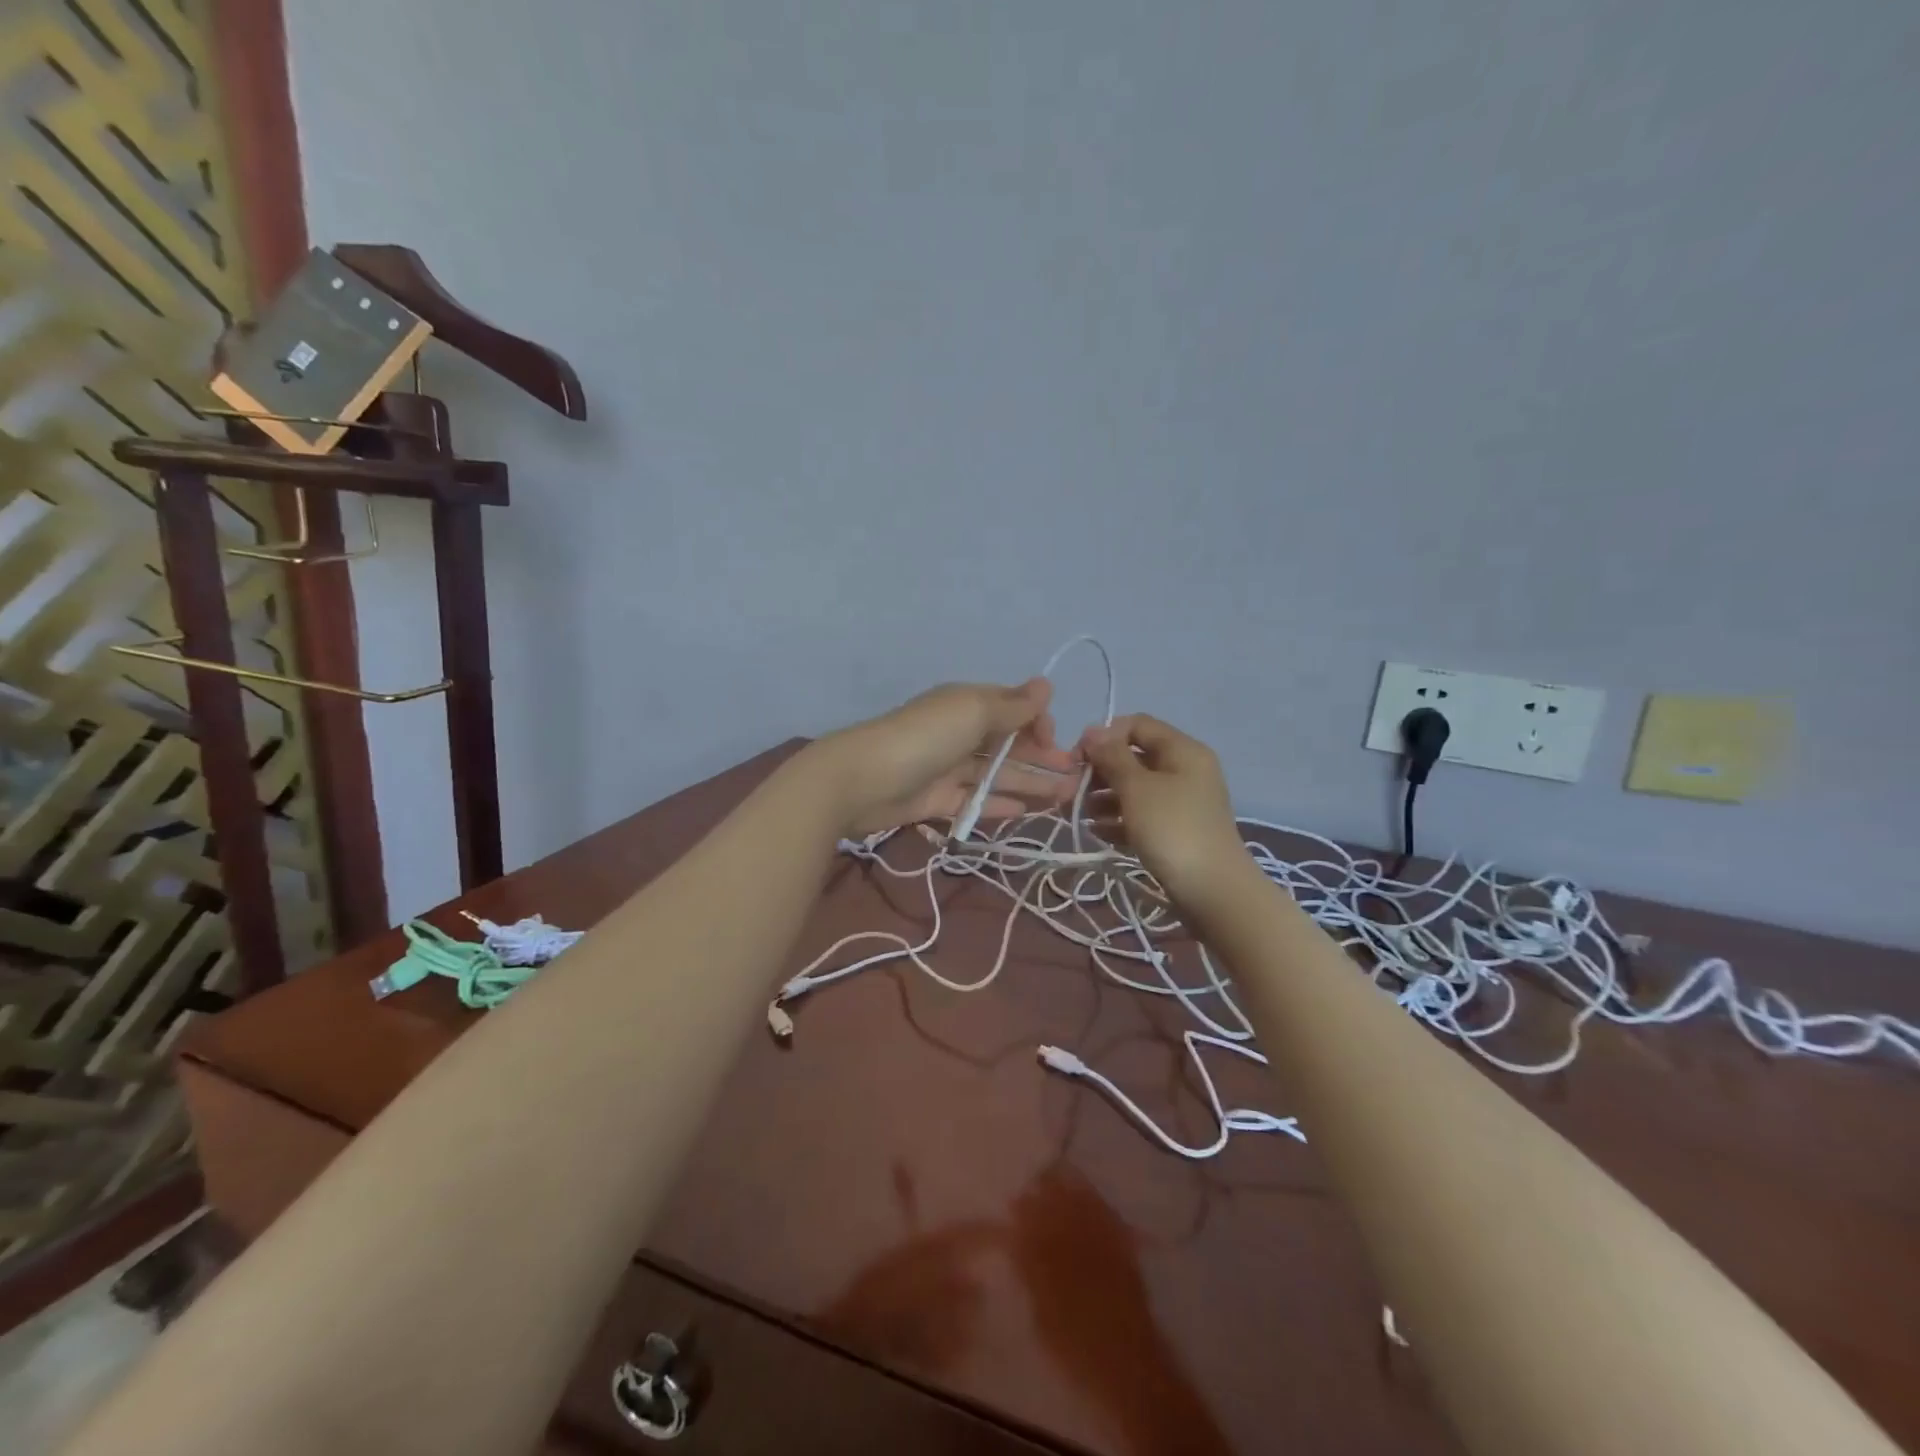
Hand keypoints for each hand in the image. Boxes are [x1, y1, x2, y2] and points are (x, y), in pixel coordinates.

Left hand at [816, 680, 1079, 837]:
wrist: (862, 781)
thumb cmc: (924, 738)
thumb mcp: (972, 712)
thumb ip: (1012, 705)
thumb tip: (1045, 685)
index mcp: (966, 705)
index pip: (1011, 709)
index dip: (1037, 723)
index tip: (1056, 741)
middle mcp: (958, 732)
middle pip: (1007, 744)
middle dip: (1042, 757)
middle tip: (1076, 777)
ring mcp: (946, 768)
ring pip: (995, 774)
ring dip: (1029, 783)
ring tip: (1064, 798)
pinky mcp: (935, 800)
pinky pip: (974, 801)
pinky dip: (998, 804)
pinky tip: (1025, 813)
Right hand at [1079, 715, 1251, 902]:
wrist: (1213, 891)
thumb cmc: (1172, 830)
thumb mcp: (1137, 788)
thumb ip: (1112, 756)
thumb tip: (1093, 731)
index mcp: (1182, 750)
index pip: (1137, 725)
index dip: (1104, 736)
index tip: (1077, 759)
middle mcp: (1184, 770)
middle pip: (1134, 757)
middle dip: (1099, 771)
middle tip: (1070, 790)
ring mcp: (1181, 803)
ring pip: (1135, 789)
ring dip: (1103, 797)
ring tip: (1078, 813)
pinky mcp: (1175, 832)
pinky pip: (1141, 816)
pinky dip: (1118, 820)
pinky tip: (1097, 832)